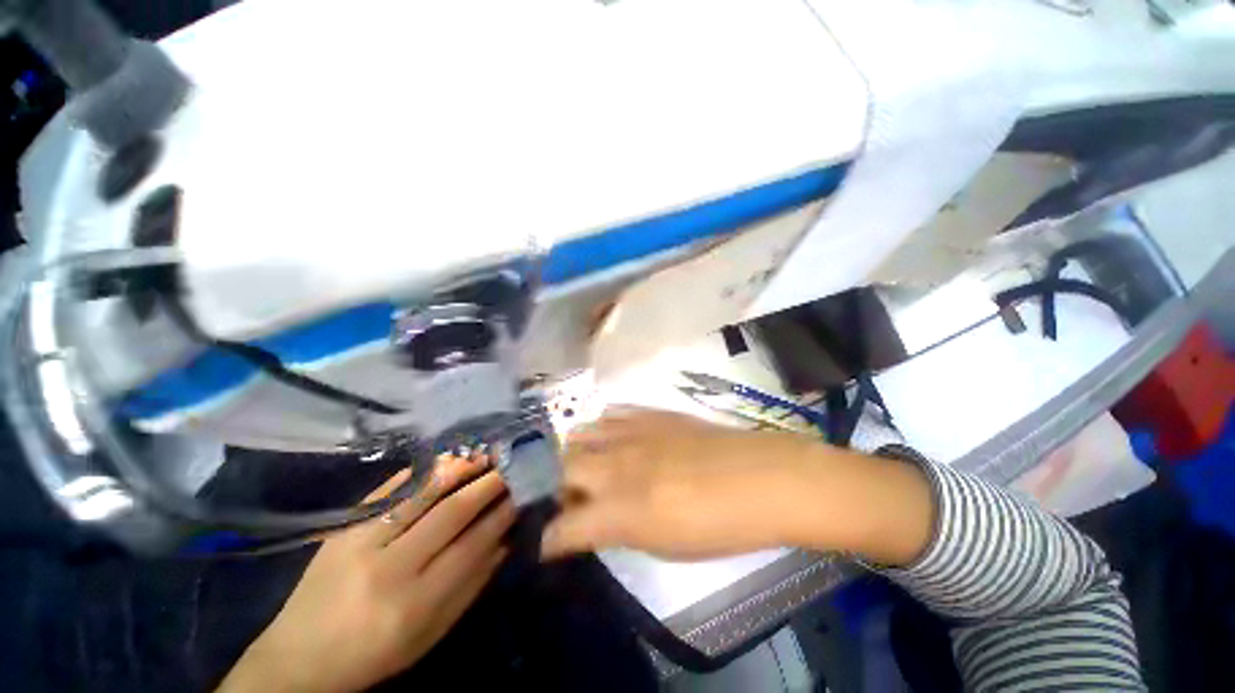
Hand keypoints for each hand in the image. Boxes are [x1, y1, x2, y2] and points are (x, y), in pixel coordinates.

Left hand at [218, 457, 515, 692]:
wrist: (298, 659)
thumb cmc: (374, 654)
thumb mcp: (430, 635)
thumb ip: (471, 585)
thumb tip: (507, 540)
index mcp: (414, 604)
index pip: (472, 544)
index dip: (502, 513)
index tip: (524, 491)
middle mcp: (389, 568)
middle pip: (451, 512)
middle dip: (489, 483)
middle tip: (512, 464)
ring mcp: (361, 542)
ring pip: (421, 493)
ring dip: (460, 467)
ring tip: (486, 452)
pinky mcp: (343, 527)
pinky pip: (390, 490)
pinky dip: (423, 470)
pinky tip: (446, 458)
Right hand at [541, 408, 933, 565]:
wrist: (763, 477)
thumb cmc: (721, 526)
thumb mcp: (667, 547)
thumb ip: (622, 530)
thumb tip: (598, 522)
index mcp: (620, 510)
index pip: (562, 527)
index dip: (550, 538)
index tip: (551, 542)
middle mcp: (616, 465)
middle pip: (560, 467)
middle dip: (556, 487)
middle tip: (572, 500)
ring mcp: (631, 432)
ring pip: (579, 433)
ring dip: (574, 453)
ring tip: (588, 466)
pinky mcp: (650, 413)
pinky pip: (610, 414)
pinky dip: (601, 428)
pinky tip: (612, 438)